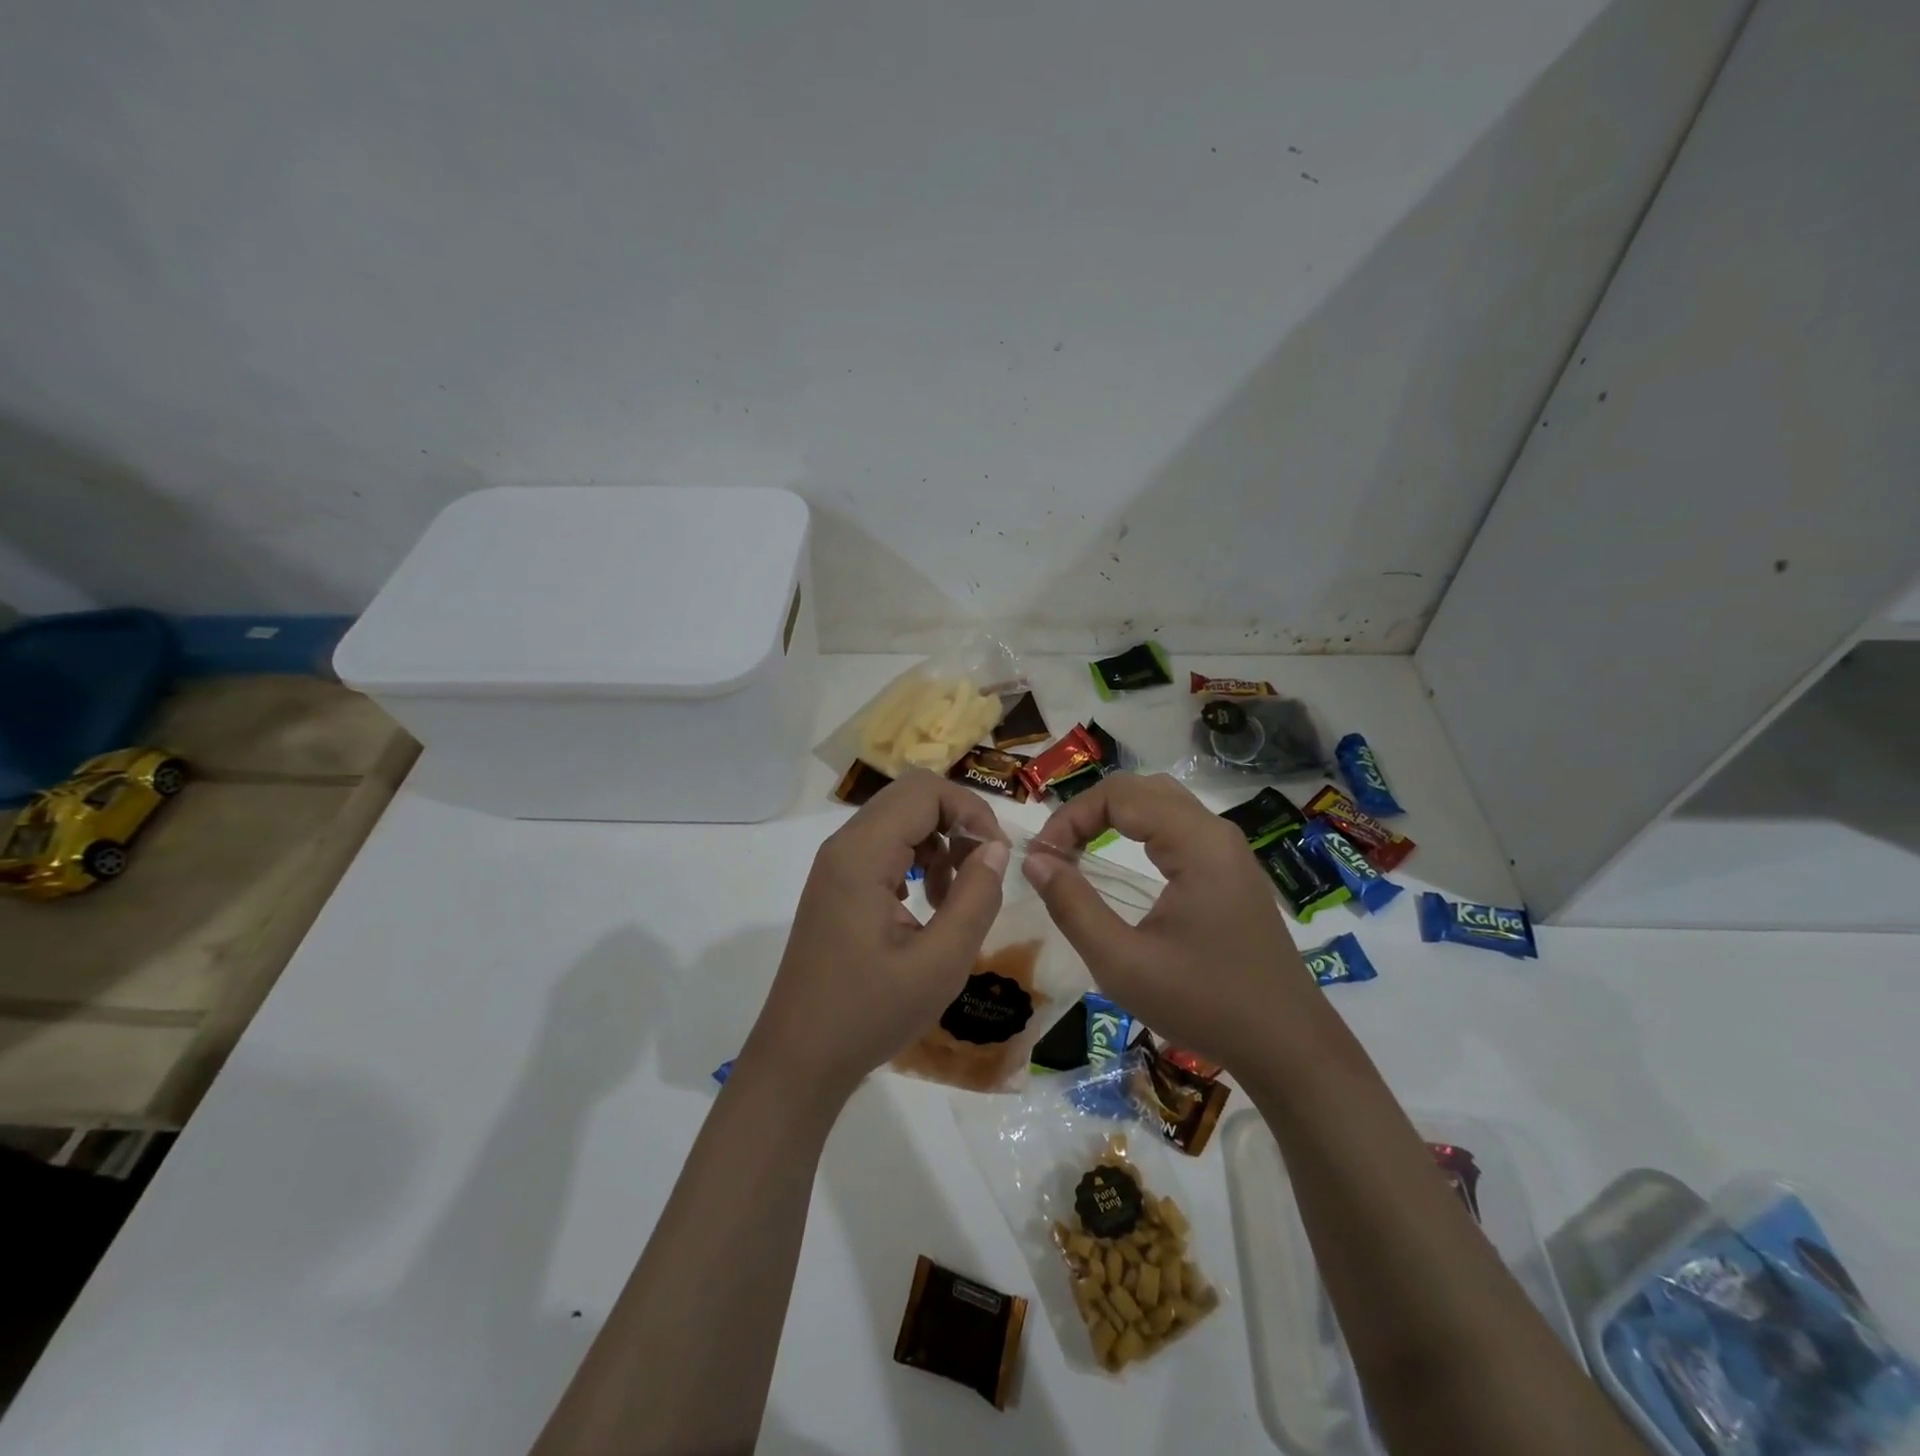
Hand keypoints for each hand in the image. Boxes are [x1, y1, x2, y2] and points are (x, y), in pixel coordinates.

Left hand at [738, 769, 1009, 1103]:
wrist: (800, 1058)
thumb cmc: (869, 1013)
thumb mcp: (940, 963)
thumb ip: (976, 897)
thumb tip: (996, 848)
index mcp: (862, 854)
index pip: (926, 791)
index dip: (971, 812)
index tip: (997, 858)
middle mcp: (844, 846)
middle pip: (912, 797)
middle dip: (958, 823)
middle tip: (982, 872)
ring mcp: (836, 864)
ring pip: (900, 820)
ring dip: (939, 844)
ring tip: (953, 899)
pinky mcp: (837, 884)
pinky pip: (885, 847)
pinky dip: (917, 861)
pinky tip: (927, 906)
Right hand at [1025, 773, 1318, 1073]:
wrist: (1287, 1046)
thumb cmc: (1203, 1004)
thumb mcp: (1122, 963)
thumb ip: (1072, 906)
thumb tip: (1034, 860)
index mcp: (1197, 844)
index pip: (1119, 796)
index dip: (1070, 817)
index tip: (1042, 858)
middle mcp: (1217, 832)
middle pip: (1140, 789)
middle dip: (1089, 811)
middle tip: (1056, 853)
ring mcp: (1230, 849)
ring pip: (1161, 802)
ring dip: (1114, 815)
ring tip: (1080, 849)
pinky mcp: (1233, 869)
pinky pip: (1179, 824)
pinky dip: (1139, 828)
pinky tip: (1121, 859)